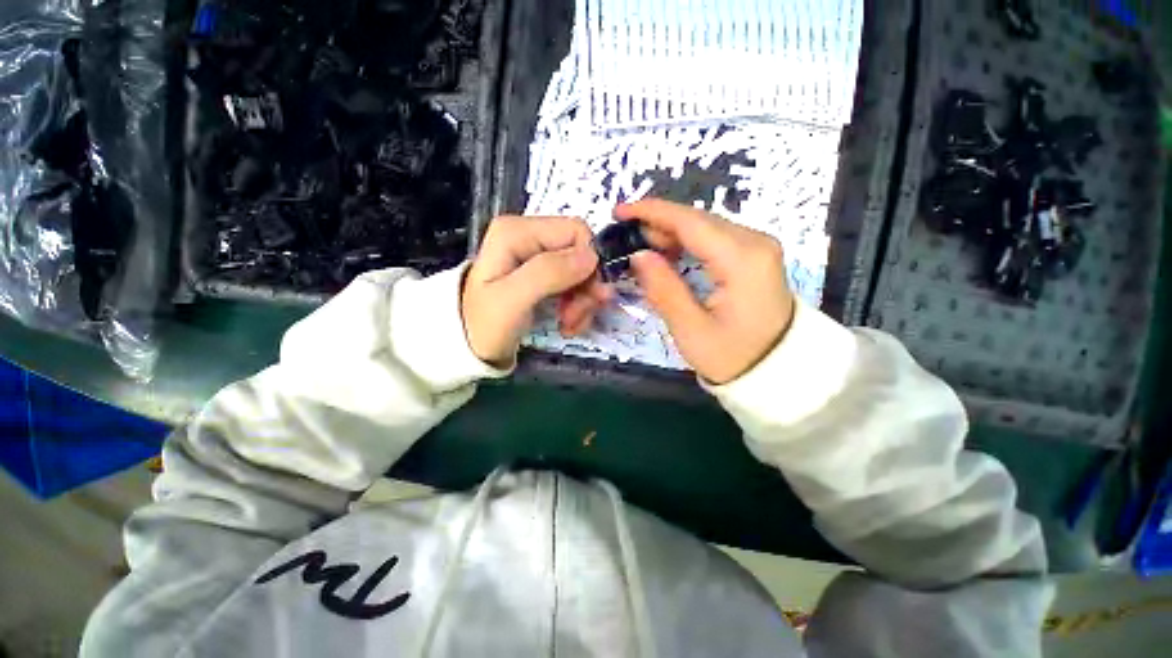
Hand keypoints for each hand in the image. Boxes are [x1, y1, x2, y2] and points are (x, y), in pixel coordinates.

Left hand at [461, 216, 610, 364]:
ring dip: (583, 301)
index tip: (586, 297)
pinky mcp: (544, 274)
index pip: (576, 231)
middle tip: (574, 317)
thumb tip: (591, 257)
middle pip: (581, 252)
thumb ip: (548, 273)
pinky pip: (576, 284)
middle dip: (586, 287)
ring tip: (570, 324)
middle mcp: (529, 236)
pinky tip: (568, 324)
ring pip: (583, 271)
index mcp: (518, 231)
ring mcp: (537, 256)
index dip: (588, 264)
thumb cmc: (484, 326)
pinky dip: (578, 306)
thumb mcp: (512, 300)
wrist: (470, 347)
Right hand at [617, 199, 794, 383]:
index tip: (620, 211)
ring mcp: (758, 248)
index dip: (652, 212)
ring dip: (671, 232)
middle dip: (659, 222)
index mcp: (742, 259)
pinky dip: (687, 242)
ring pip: (706, 227)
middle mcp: (755, 243)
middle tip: (626, 234)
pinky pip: (715, 239)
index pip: (691, 222)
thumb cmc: (733, 357)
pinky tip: (669, 251)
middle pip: (699, 220)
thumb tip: (638, 255)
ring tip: (642, 244)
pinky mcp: (755, 257)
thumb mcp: (691, 330)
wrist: (778, 371)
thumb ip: (663, 289)